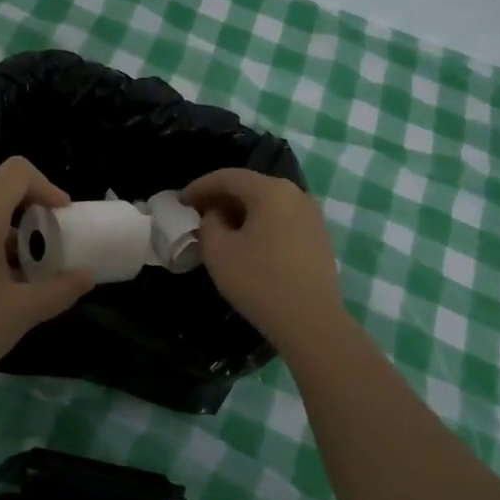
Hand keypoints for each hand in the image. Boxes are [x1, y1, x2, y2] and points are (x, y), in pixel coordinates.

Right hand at [183, 169, 347, 351]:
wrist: (311, 322)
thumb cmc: (260, 282)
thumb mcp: (218, 251)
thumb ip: (209, 223)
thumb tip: (217, 215)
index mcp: (271, 191)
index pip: (228, 177)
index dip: (200, 186)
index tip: (181, 202)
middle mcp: (296, 194)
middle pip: (250, 186)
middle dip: (220, 197)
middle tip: (197, 213)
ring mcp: (312, 215)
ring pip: (267, 203)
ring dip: (240, 211)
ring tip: (219, 228)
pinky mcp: (318, 236)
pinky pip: (281, 218)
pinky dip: (260, 223)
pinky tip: (247, 243)